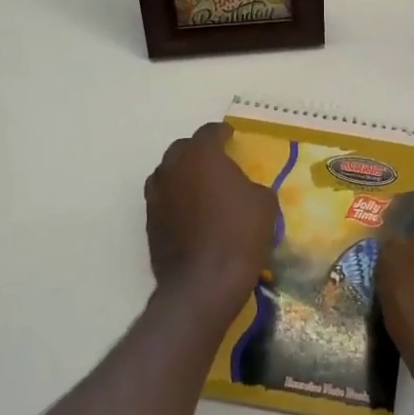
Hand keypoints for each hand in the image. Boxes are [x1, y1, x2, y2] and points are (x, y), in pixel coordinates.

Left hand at [144, 123, 276, 316]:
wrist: (203, 283)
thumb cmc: (238, 234)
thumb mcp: (263, 203)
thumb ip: (251, 185)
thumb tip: (244, 189)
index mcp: (201, 155)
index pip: (210, 132)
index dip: (223, 133)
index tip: (232, 138)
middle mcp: (173, 167)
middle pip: (184, 149)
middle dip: (200, 151)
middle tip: (218, 163)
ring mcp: (156, 194)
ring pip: (169, 173)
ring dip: (184, 175)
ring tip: (202, 188)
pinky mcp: (149, 221)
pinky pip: (164, 198)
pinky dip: (176, 199)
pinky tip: (192, 213)